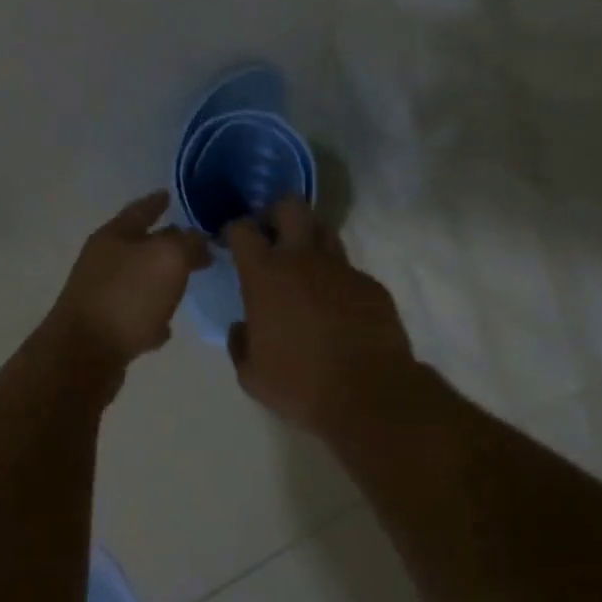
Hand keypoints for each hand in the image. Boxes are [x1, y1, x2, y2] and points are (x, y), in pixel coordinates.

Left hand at [48, 191, 210, 365]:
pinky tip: (165, 327)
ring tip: (186, 284)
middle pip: (139, 245)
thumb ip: (188, 243)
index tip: (170, 194)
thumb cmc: (127, 297)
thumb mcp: (168, 259)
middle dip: (167, 243)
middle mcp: (103, 260)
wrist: (84, 355)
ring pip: (138, 280)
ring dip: (160, 281)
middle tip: (196, 246)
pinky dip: (151, 316)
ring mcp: (100, 294)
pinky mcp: (103, 327)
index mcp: (114, 235)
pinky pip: (134, 314)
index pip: (141, 209)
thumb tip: (198, 239)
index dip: (157, 201)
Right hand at [225, 198, 417, 433]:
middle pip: (290, 206)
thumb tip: (243, 328)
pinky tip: (337, 308)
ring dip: (309, 240)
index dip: (234, 230)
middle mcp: (303, 259)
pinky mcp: (371, 285)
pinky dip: (337, 280)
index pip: (243, 228)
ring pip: (324, 231)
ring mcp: (342, 268)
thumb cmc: (299, 384)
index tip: (231, 241)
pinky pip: (349, 271)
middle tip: (270, 236)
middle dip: (276, 213)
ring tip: (304, 267)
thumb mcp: (251, 373)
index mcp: (265, 274)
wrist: (369, 395)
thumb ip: (240, 342)